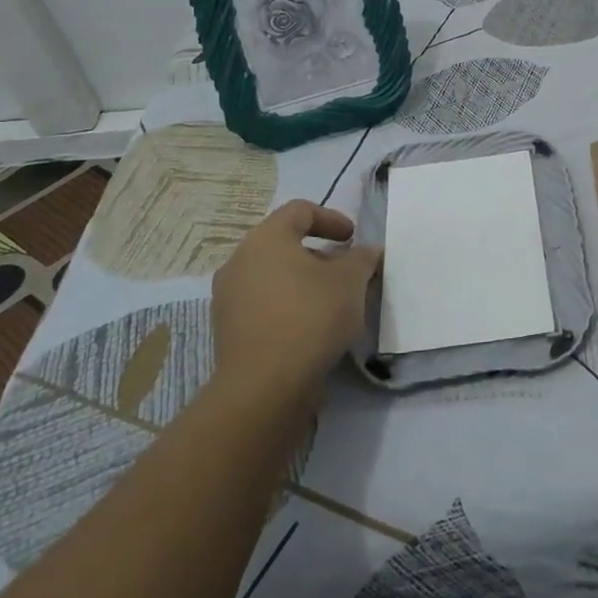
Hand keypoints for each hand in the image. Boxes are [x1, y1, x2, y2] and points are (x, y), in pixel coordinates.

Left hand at [209, 200, 381, 395]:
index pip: (299, 211)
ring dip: (303, 282)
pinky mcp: (228, 332)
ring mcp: (228, 299)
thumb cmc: (311, 316)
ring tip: (332, 302)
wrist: (265, 386)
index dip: (331, 218)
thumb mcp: (351, 281)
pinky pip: (264, 305)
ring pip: (273, 277)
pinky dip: (289, 306)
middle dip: (319, 254)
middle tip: (346, 270)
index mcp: (266, 239)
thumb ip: (362, 258)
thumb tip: (368, 251)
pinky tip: (312, 328)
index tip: (353, 238)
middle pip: (283, 244)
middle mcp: (239, 261)